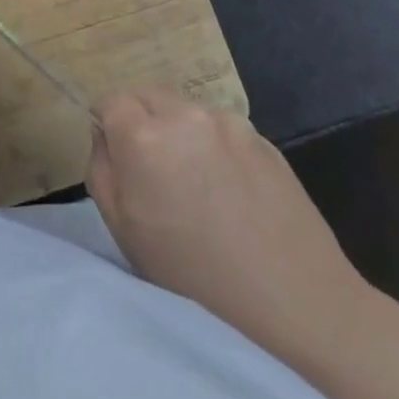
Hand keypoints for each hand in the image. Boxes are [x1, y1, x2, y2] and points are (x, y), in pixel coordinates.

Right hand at [87, 85, 370, 354]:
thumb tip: (104, 134)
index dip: (109, 125)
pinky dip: (216, 147)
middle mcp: (184, 115)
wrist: (295, 302)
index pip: (110, 101)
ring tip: (198, 184)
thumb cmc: (195, 277)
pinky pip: (222, 129)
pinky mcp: (262, 136)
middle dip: (142, 121)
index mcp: (143, 136)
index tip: (120, 158)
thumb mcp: (125, 233)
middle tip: (155, 170)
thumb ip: (103, 170)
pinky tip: (232, 191)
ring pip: (186, 111)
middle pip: (147, 95)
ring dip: (180, 132)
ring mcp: (227, 122)